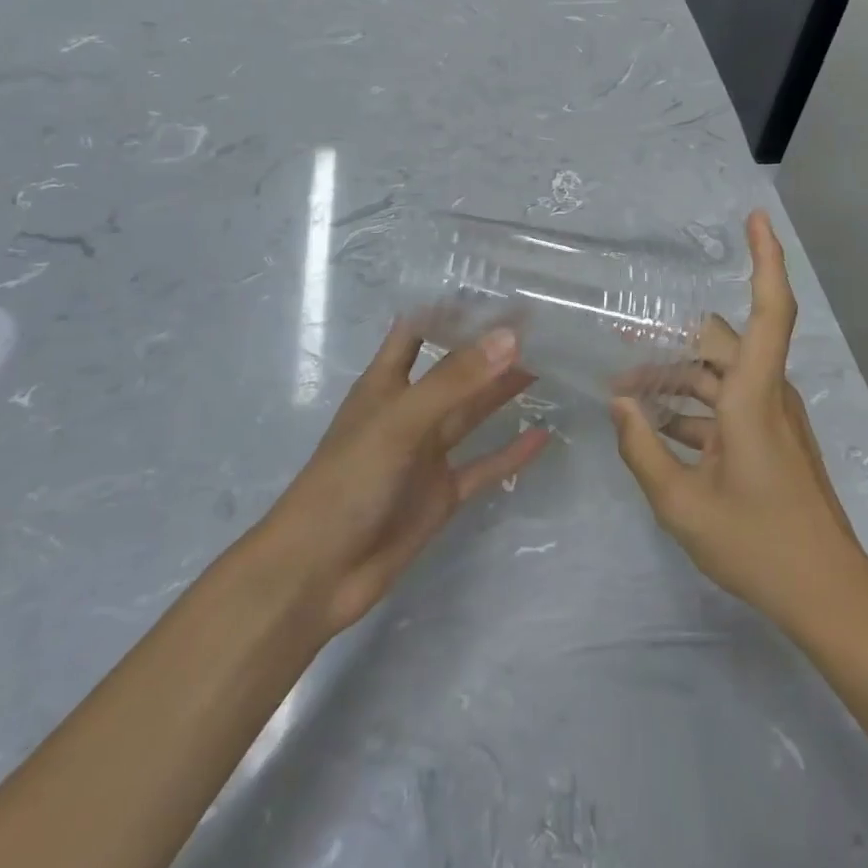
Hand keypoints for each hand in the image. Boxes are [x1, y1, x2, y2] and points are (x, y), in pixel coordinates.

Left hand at [254, 323, 549, 638]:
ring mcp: (426, 455)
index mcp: (385, 384)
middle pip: (454, 370)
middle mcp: (409, 412)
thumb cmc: (348, 481)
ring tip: (548, 365)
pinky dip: (511, 452)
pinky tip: (543, 436)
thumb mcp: (401, 421)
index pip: (417, 331)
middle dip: (489, 349)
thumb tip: (511, 336)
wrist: (318, 574)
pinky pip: (484, 466)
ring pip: (473, 413)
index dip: (448, 311)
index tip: (493, 292)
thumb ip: (455, 380)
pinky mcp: (441, 494)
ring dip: (504, 391)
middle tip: (538, 326)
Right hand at [611, 211, 867, 632]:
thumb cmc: (757, 545)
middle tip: (620, 343)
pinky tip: (654, 425)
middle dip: (669, 341)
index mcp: (753, 396)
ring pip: (718, 374)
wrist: (827, 594)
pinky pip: (726, 403)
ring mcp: (772, 416)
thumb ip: (642, 448)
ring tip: (625, 391)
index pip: (770, 309)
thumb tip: (618, 402)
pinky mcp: (771, 437)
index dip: (766, 258)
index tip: (755, 216)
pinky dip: (691, 406)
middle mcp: (767, 393)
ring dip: (675, 378)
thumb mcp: (681, 504)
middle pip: (719, 342)